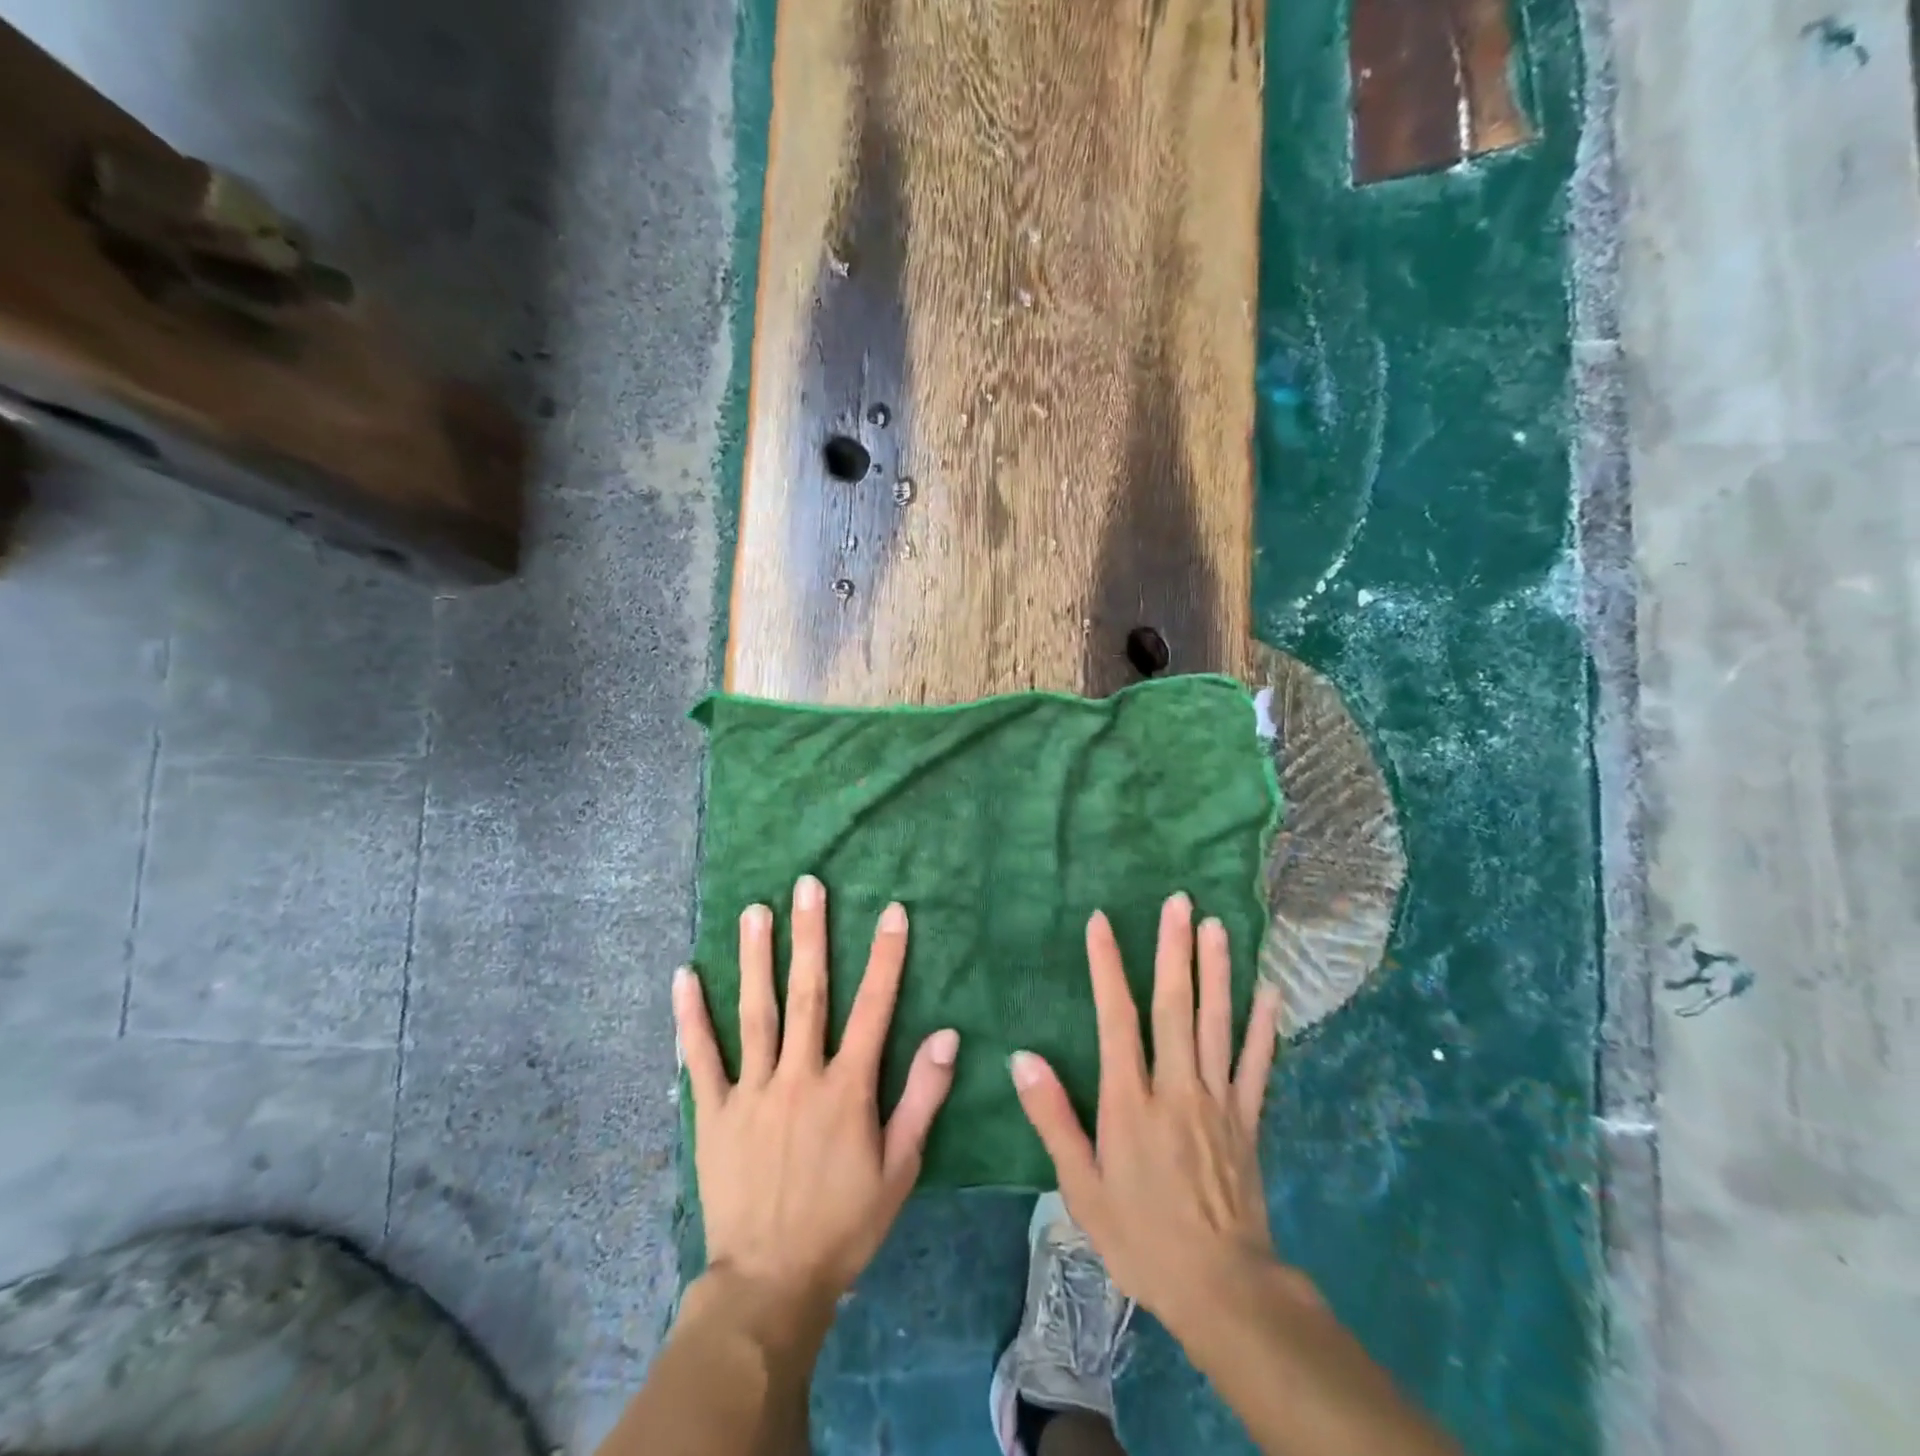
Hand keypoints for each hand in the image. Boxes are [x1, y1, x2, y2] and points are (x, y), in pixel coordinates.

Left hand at [674, 874, 959, 1321]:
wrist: (771, 1284)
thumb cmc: (845, 1224)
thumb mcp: (899, 1168)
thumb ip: (922, 1098)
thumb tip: (946, 1035)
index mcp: (847, 1087)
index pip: (873, 1008)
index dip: (885, 957)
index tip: (891, 911)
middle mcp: (799, 1075)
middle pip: (807, 994)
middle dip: (810, 935)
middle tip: (808, 885)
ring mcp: (752, 1091)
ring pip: (754, 1012)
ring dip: (755, 959)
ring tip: (754, 911)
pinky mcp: (714, 1112)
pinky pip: (701, 1057)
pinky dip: (690, 1017)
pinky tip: (684, 977)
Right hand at [1010, 893, 1283, 1339]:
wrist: (1222, 1289)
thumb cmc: (1141, 1237)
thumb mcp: (1081, 1188)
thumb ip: (1053, 1118)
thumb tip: (1022, 1059)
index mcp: (1131, 1100)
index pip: (1116, 1018)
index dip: (1108, 966)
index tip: (1102, 921)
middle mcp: (1176, 1086)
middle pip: (1173, 1006)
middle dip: (1173, 950)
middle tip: (1178, 902)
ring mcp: (1218, 1099)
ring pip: (1216, 1022)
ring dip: (1216, 971)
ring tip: (1216, 926)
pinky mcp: (1248, 1118)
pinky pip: (1258, 1064)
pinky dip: (1265, 1026)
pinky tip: (1271, 991)